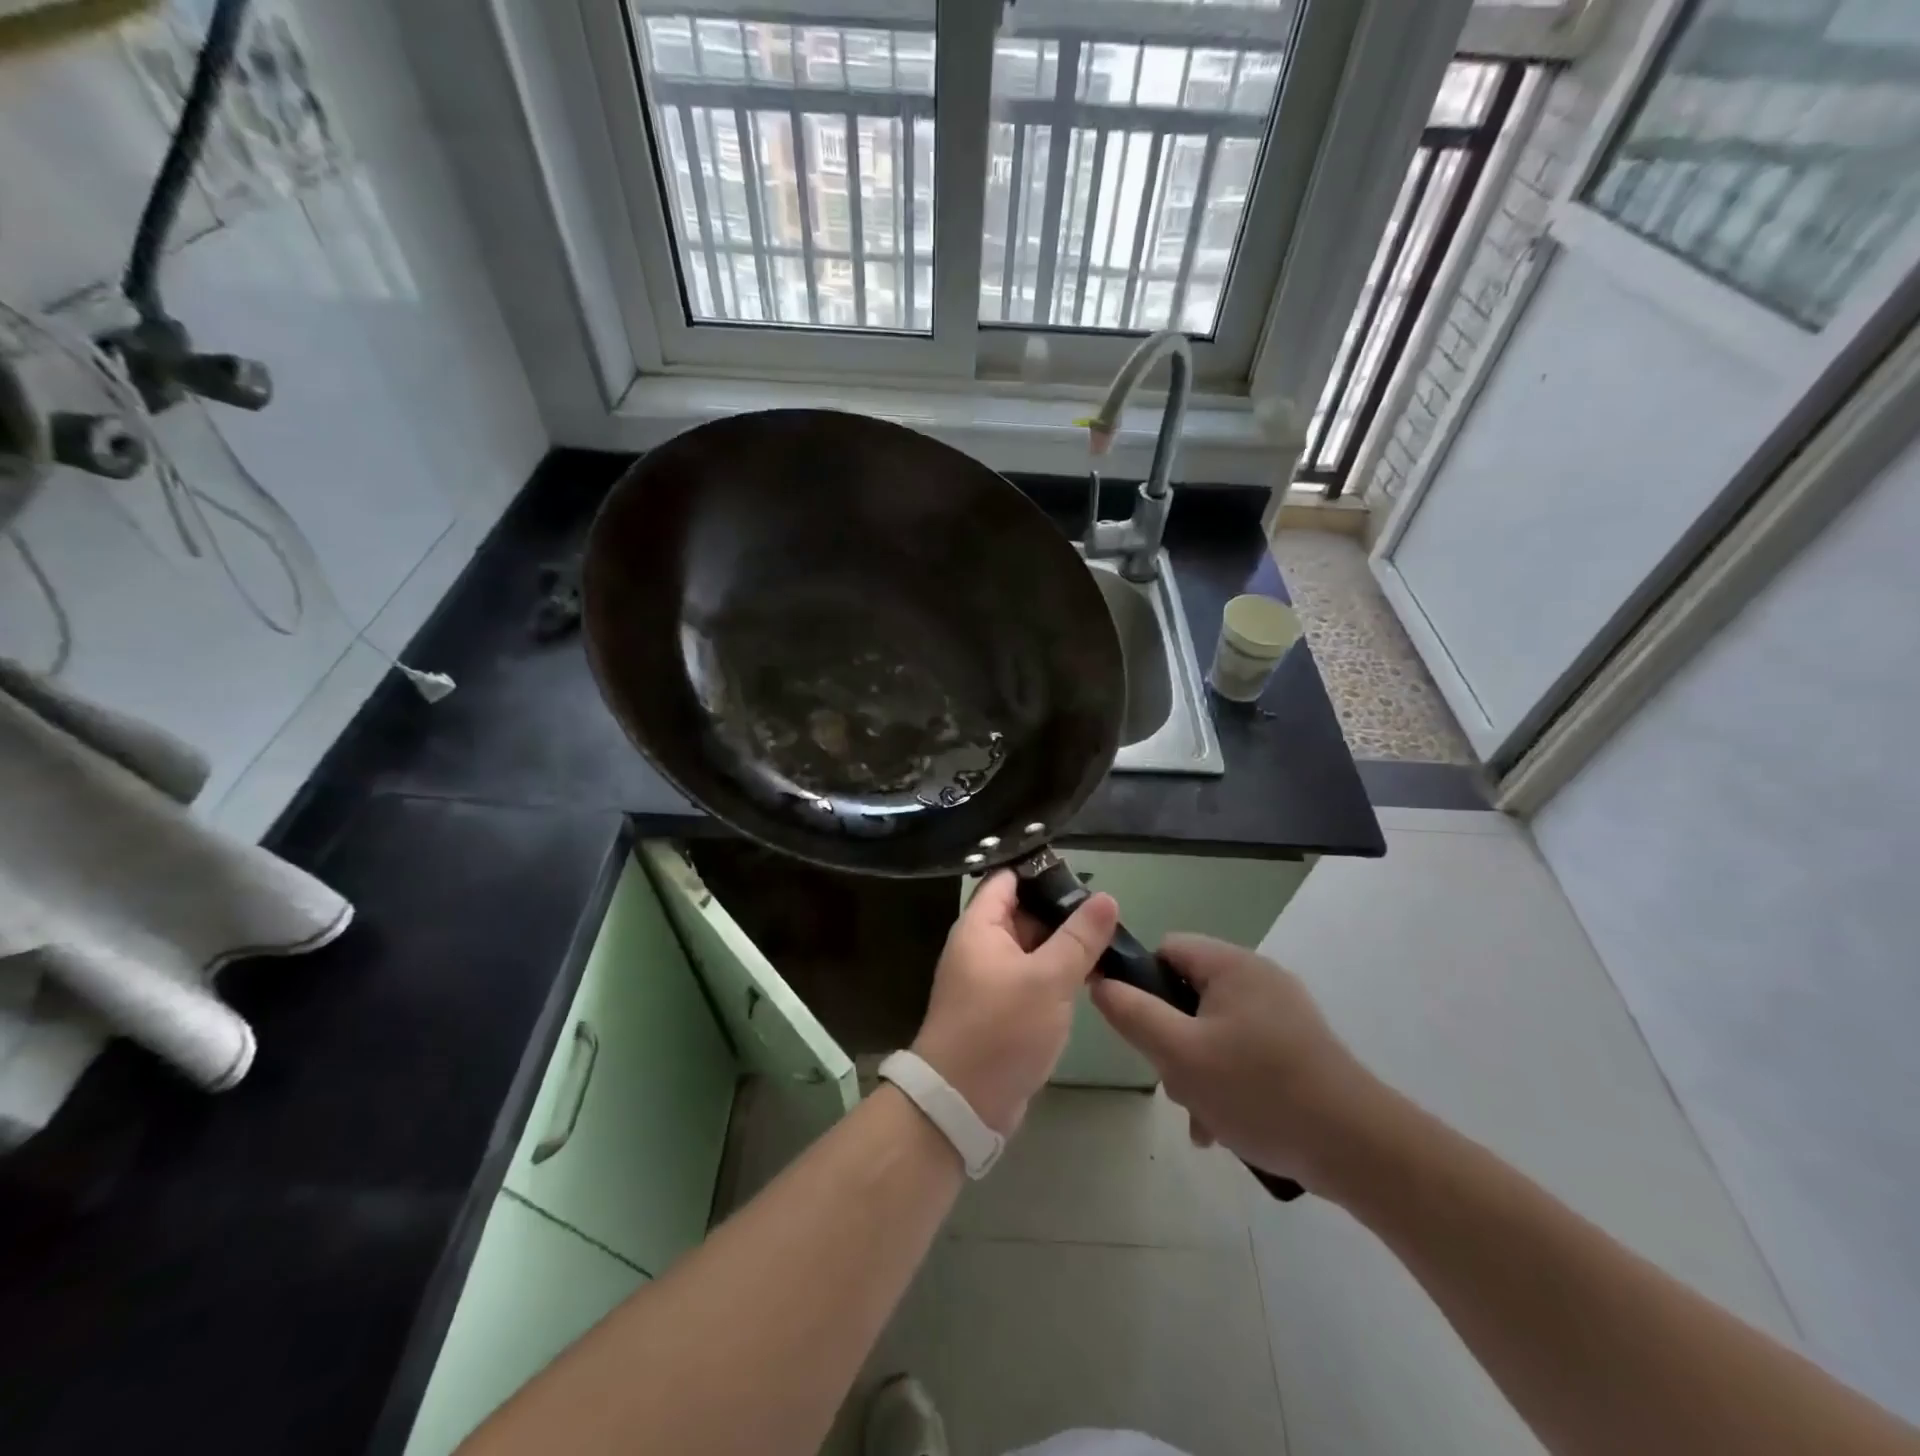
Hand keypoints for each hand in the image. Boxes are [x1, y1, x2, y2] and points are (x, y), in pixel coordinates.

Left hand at [911, 870, 1117, 1134]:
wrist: (963, 1103)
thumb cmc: (1001, 1029)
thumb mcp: (1048, 979)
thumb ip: (1079, 937)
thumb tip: (1106, 898)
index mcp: (980, 926)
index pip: (1007, 879)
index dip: (1041, 871)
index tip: (1084, 874)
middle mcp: (981, 945)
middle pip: (1022, 911)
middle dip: (1061, 910)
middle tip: (1107, 911)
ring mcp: (990, 978)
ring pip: (1031, 946)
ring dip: (1063, 944)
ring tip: (1110, 939)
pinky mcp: (1002, 1007)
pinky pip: (1032, 976)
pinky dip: (1057, 972)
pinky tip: (1091, 974)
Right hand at [1089, 934, 1377, 1185]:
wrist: (1359, 1149)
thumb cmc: (1259, 1090)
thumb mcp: (1180, 1054)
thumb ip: (1132, 1013)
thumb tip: (1100, 980)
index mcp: (1231, 965)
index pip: (1165, 950)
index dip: (1141, 984)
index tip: (1137, 1030)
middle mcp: (1258, 978)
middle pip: (1188, 994)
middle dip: (1171, 1040)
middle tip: (1173, 1082)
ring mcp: (1283, 1013)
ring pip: (1213, 1029)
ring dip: (1196, 1069)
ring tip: (1201, 1117)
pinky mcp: (1299, 1047)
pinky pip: (1243, 1051)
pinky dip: (1227, 1081)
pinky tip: (1224, 1126)